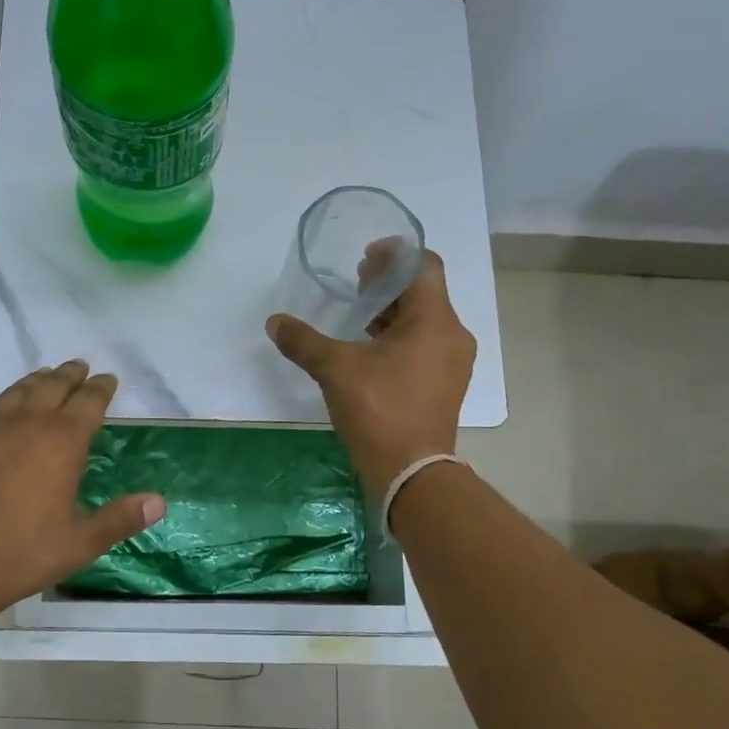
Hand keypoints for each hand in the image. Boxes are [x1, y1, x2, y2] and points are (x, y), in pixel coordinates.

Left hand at [0, 360, 164, 615]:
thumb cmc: (23, 552)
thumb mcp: (81, 542)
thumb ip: (121, 519)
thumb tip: (159, 502)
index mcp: (63, 441)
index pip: (89, 402)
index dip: (101, 388)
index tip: (108, 379)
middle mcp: (28, 422)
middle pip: (53, 385)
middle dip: (70, 375)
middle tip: (79, 367)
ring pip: (18, 391)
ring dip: (36, 380)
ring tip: (45, 376)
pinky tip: (0, 404)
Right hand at [267, 251, 475, 499]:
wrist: (412, 473)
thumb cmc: (379, 410)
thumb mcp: (335, 370)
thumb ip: (304, 341)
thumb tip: (275, 322)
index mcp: (434, 320)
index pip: (424, 265)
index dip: (395, 255)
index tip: (365, 259)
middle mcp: (453, 335)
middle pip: (424, 291)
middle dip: (389, 284)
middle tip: (357, 286)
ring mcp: (453, 362)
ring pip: (425, 320)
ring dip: (394, 312)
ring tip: (359, 317)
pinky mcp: (445, 384)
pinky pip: (426, 344)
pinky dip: (401, 337)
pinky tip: (371, 351)